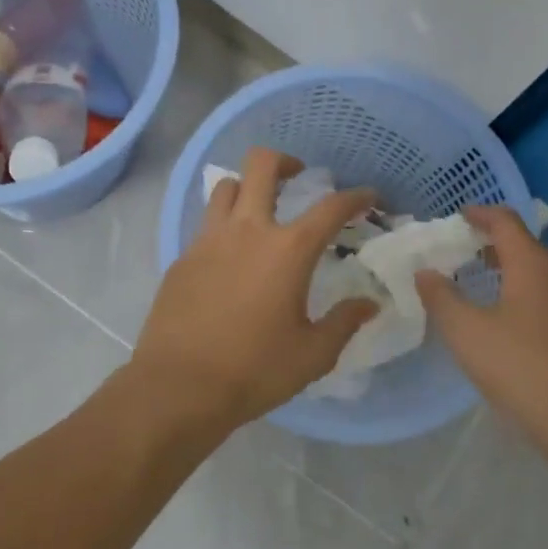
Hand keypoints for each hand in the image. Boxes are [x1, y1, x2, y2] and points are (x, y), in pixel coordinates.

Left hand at [131, 148, 379, 433]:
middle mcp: (247, 231)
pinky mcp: (182, 259)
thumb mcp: (312, 354)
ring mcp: (208, 241)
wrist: (178, 387)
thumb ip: (344, 323)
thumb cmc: (254, 370)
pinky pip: (206, 225)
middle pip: (262, 165)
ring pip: (226, 187)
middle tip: (299, 178)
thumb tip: (369, 304)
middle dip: (286, 161)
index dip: (356, 197)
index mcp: (288, 250)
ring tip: (260, 212)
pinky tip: (230, 259)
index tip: (368, 197)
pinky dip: (224, 227)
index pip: (331, 207)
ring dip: (248, 188)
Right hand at [415, 206, 547, 435]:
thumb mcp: (466, 332)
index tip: (459, 216)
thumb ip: (441, 297)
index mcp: (533, 264)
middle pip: (527, 244)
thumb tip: (424, 272)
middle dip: (495, 243)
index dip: (481, 214)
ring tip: (485, 284)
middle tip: (465, 252)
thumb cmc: (519, 367)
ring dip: (514, 269)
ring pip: (543, 271)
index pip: (506, 221)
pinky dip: (529, 292)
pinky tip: (513, 319)